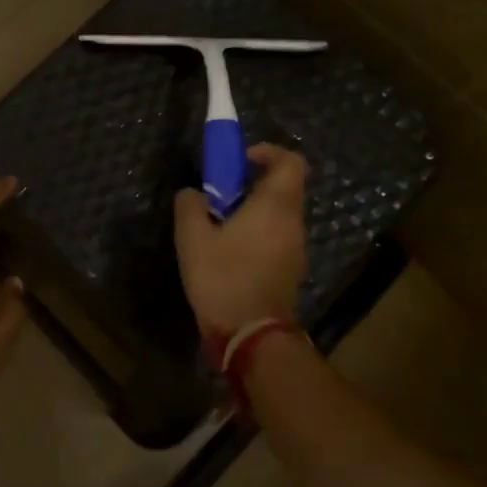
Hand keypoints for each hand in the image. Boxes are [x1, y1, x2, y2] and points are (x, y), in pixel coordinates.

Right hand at [173, 143, 309, 337]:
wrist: (251, 335)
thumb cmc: (223, 277)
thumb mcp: (192, 237)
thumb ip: (190, 205)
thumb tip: (193, 194)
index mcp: (276, 205)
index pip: (291, 161)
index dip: (269, 152)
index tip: (242, 159)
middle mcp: (293, 222)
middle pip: (284, 187)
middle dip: (253, 183)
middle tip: (221, 195)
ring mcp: (296, 248)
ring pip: (280, 214)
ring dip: (254, 210)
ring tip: (220, 226)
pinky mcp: (290, 270)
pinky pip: (277, 237)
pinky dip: (258, 233)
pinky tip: (230, 252)